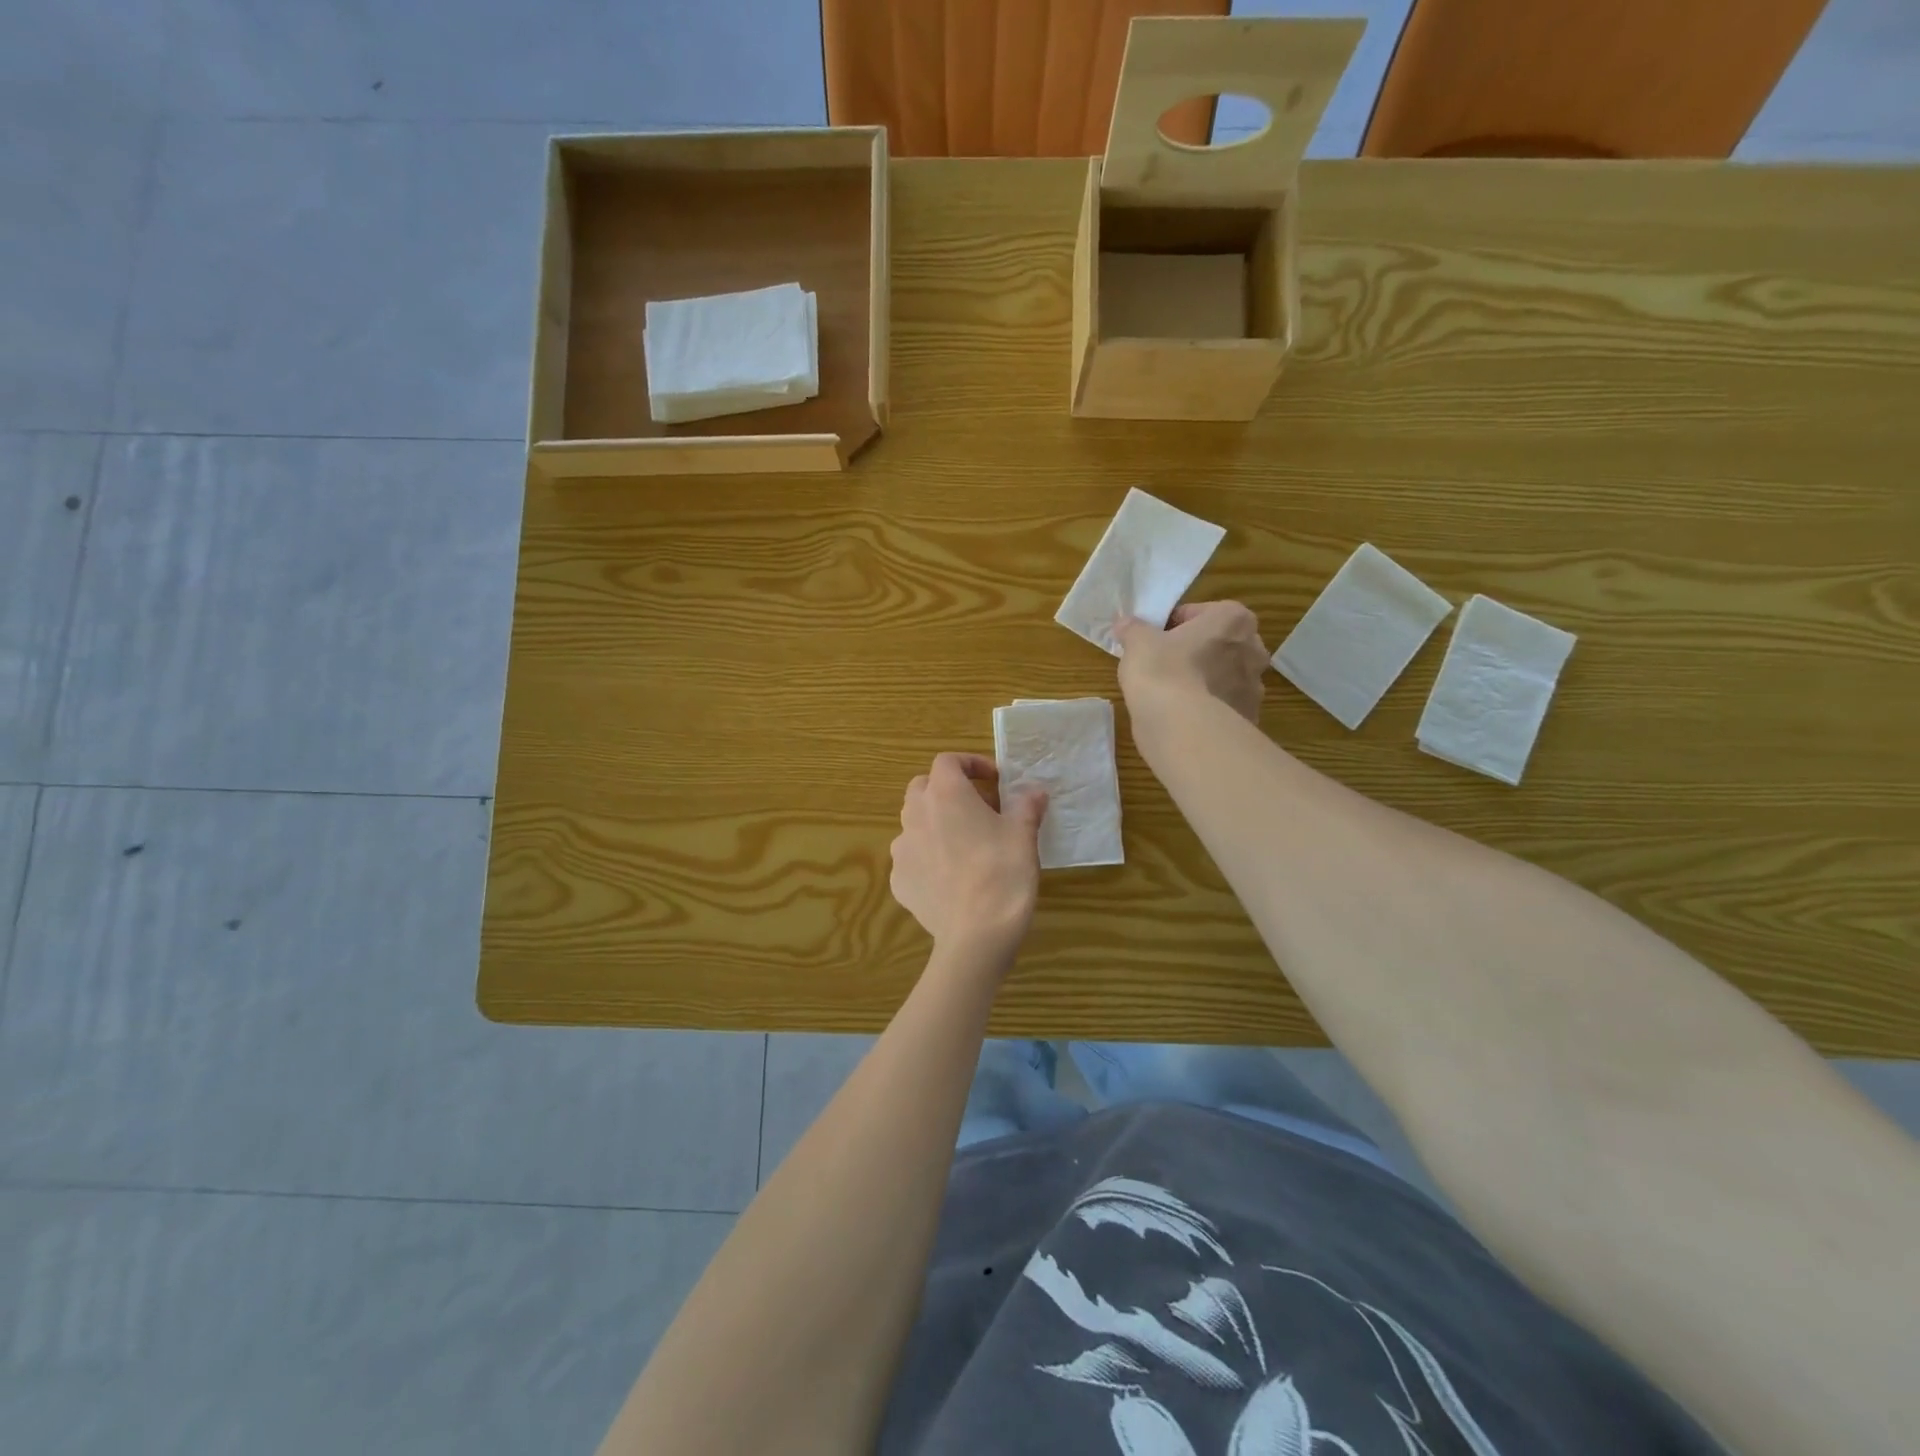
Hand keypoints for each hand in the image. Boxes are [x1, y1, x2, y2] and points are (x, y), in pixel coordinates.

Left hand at [889, 753, 1046, 955]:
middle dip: (947, 790)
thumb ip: (1026, 805)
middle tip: (978, 808)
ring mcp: (902, 849)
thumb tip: (1034, 791)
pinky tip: (950, 877)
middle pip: (923, 787)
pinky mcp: (898, 880)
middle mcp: (916, 814)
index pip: (947, 761)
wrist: (976, 936)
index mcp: (945, 794)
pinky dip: (928, 857)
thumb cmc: (1003, 874)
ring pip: (914, 822)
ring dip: (935, 822)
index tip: (994, 780)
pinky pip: (912, 858)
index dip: (970, 764)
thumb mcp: (1024, 834)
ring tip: (964, 843)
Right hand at [1114, 601, 1268, 723]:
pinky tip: (1183, 716)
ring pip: (1225, 676)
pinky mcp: (1249, 718)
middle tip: (1165, 664)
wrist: (1183, 727)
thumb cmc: (1163, 670)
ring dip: (1205, 680)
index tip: (1156, 639)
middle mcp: (1254, 649)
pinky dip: (1208, 708)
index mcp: (1233, 620)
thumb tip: (1125, 623)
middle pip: (1219, 644)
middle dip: (1198, 651)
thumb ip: (1133, 628)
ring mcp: (1255, 687)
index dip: (1175, 625)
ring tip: (1172, 694)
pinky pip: (1224, 706)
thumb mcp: (1137, 642)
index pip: (1201, 613)